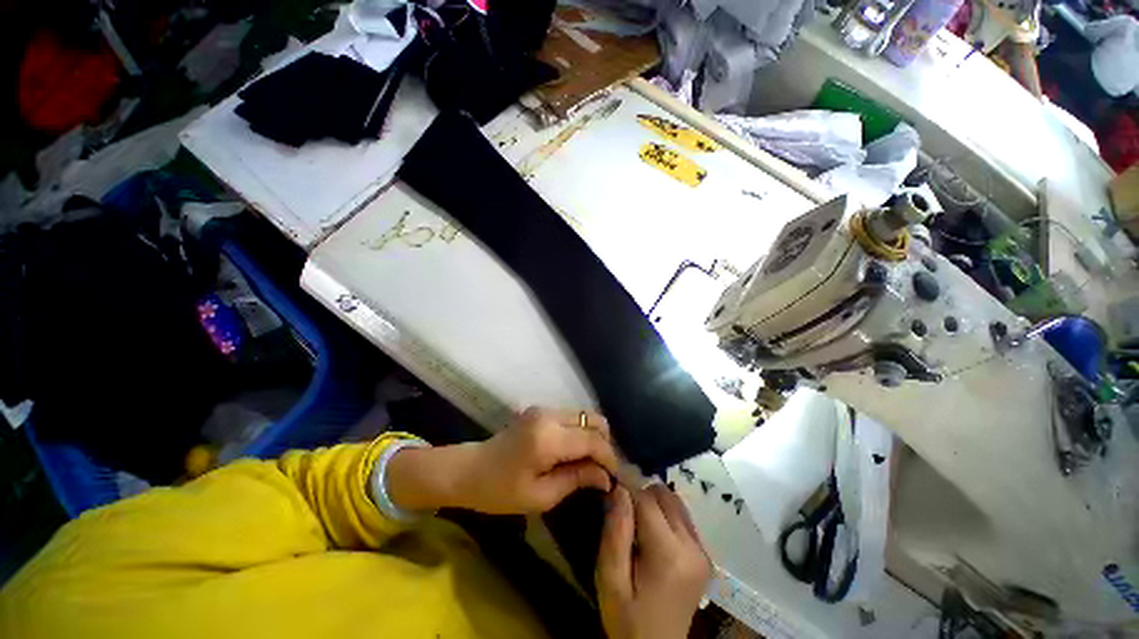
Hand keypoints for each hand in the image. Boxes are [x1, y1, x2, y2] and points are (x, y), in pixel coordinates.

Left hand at [456, 407, 619, 513]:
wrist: (470, 470)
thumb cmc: (501, 491)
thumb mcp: (541, 496)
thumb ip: (577, 479)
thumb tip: (606, 478)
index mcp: (548, 438)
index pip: (593, 440)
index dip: (610, 458)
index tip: (616, 477)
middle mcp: (550, 415)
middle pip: (594, 420)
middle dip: (605, 444)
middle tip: (604, 469)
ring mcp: (545, 409)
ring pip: (585, 415)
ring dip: (594, 437)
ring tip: (592, 462)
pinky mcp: (541, 410)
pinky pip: (573, 417)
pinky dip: (582, 432)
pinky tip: (577, 452)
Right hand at [596, 484, 711, 638]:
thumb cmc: (627, 619)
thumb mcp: (610, 579)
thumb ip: (615, 532)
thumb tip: (619, 488)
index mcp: (670, 553)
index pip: (646, 498)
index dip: (626, 489)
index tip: (611, 493)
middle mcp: (693, 546)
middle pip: (664, 494)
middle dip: (641, 495)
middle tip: (623, 515)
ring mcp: (703, 550)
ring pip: (675, 501)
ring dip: (653, 503)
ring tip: (636, 524)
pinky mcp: (704, 554)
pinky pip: (682, 516)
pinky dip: (664, 514)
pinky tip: (652, 533)